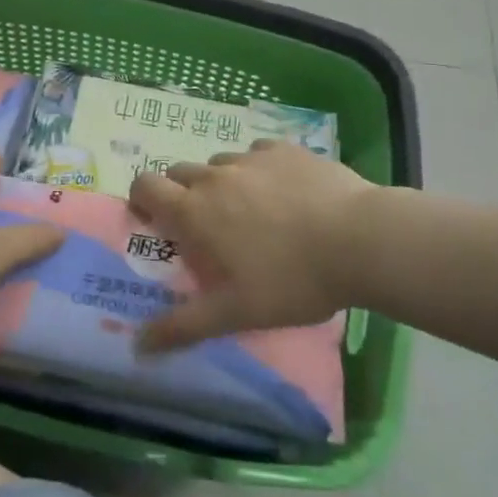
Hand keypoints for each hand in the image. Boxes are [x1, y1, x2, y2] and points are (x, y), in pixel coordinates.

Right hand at [128, 140, 378, 352]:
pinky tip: (284, 192)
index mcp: (195, 210)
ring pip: (220, 163)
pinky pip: (258, 153)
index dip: (141, 199)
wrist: (359, 240)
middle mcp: (215, 176)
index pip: (145, 186)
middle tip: (204, 226)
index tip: (152, 220)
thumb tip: (138, 347)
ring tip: (251, 212)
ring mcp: (252, 157)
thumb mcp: (235, 312)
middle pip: (179, 171)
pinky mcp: (286, 149)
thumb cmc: (292, 280)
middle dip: (181, 193)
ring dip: (222, 183)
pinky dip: (259, 170)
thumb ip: (183, 326)